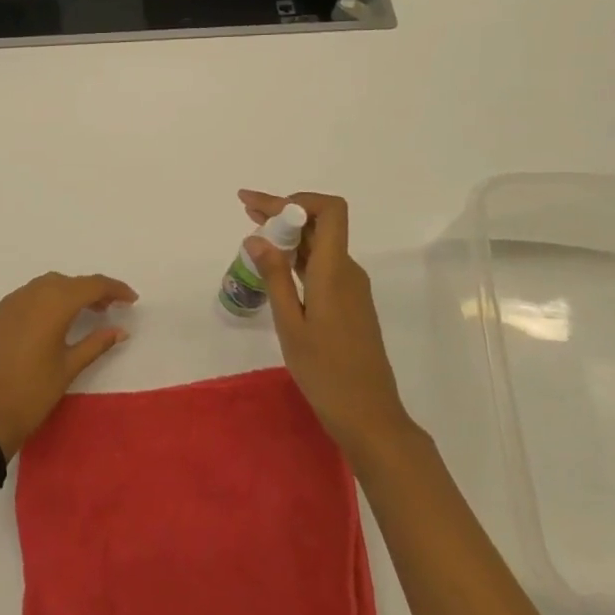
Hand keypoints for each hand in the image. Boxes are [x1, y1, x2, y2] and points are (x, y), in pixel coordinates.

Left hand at [0, 272, 137, 457]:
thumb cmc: (33, 393)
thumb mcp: (69, 367)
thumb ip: (97, 343)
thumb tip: (121, 330)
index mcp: (53, 304)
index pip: (91, 285)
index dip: (114, 289)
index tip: (132, 299)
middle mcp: (30, 295)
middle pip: (68, 282)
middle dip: (91, 290)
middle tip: (109, 309)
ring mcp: (8, 303)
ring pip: (45, 286)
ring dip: (67, 293)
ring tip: (83, 314)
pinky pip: (26, 297)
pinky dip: (44, 301)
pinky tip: (50, 322)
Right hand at [239, 189, 411, 456]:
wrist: (368, 414)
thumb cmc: (325, 372)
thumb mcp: (290, 324)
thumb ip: (274, 277)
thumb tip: (256, 237)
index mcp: (334, 271)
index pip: (330, 211)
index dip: (297, 200)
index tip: (262, 207)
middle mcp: (347, 271)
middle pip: (320, 223)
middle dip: (283, 211)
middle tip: (245, 208)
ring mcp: (350, 287)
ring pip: (320, 244)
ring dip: (288, 232)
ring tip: (252, 232)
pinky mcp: (348, 303)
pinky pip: (321, 264)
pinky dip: (296, 255)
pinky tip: (274, 266)